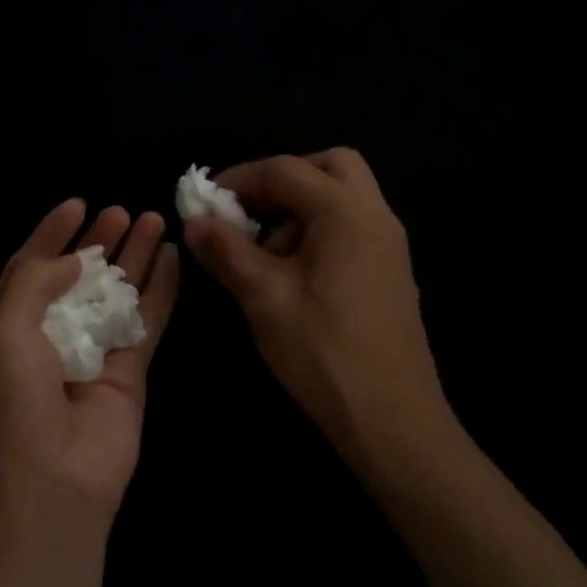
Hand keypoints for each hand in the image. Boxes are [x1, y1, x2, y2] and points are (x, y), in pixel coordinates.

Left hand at [0, 199, 179, 539]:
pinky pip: (148, 321)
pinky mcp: (132, 371)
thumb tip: (71, 257)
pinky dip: (162, 290)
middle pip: (80, 276)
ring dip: (135, 257)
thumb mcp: (4, 331)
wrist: (53, 480)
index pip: (32, 267)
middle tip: (122, 211)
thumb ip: (32, 282)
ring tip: (153, 220)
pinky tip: (173, 258)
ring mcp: (95, 351)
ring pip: (119, 292)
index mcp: (10, 325)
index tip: (77, 203)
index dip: (52, 233)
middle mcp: (52, 334)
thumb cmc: (16, 402)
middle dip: (99, 241)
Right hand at [183, 149, 442, 452]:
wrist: (392, 419)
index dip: (239, 179)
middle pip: (329, 167)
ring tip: (264, 253)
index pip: (286, 170)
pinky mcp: (390, 271)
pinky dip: (319, 229)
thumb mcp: (264, 298)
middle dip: (281, 180)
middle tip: (247, 212)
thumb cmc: (324, 352)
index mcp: (346, 212)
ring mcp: (389, 244)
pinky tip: (292, 275)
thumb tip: (194, 220)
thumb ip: (226, 251)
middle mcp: (376, 216)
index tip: (205, 202)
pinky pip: (352, 226)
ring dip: (300, 206)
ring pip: (343, 197)